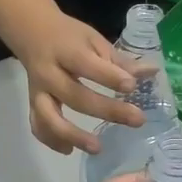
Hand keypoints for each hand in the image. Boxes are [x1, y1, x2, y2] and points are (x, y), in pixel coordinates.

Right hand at [15, 11, 143, 155]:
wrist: (30, 32)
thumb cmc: (68, 36)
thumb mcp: (93, 40)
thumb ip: (118, 61)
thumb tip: (151, 72)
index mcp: (65, 50)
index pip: (86, 64)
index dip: (109, 76)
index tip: (132, 87)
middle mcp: (48, 72)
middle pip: (74, 95)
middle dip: (106, 110)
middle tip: (137, 120)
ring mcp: (38, 91)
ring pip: (49, 117)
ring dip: (72, 135)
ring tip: (97, 148)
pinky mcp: (32, 103)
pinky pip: (38, 125)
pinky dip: (51, 140)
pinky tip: (70, 150)